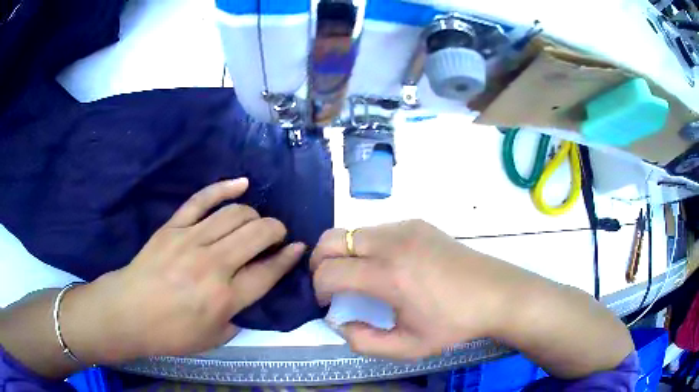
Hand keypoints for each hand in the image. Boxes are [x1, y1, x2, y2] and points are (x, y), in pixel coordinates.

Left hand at [61, 178, 305, 361]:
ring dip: (254, 214)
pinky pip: (202, 200)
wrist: (128, 312)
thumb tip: (247, 296)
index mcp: (225, 298)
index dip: (288, 258)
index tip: (299, 248)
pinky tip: (242, 183)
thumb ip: (237, 318)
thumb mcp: (214, 339)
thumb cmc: (171, 333)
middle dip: (276, 230)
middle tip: (277, 236)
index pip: (268, 271)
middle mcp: (213, 265)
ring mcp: (191, 240)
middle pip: (257, 234)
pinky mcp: (173, 227)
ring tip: (256, 222)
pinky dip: (224, 187)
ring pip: (235, 214)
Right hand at [310, 220, 526, 359]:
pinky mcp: (418, 223)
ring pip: (353, 232)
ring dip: (344, 253)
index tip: (326, 303)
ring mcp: (406, 227)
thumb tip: (340, 323)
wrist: (495, 294)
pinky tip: (386, 266)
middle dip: (319, 262)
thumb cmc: (453, 324)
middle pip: (331, 239)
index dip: (318, 288)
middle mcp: (392, 242)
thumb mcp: (408, 347)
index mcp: (388, 275)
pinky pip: (377, 230)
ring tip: (358, 277)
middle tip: (329, 285)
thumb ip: (364, 341)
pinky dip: (367, 246)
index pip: (329, 271)